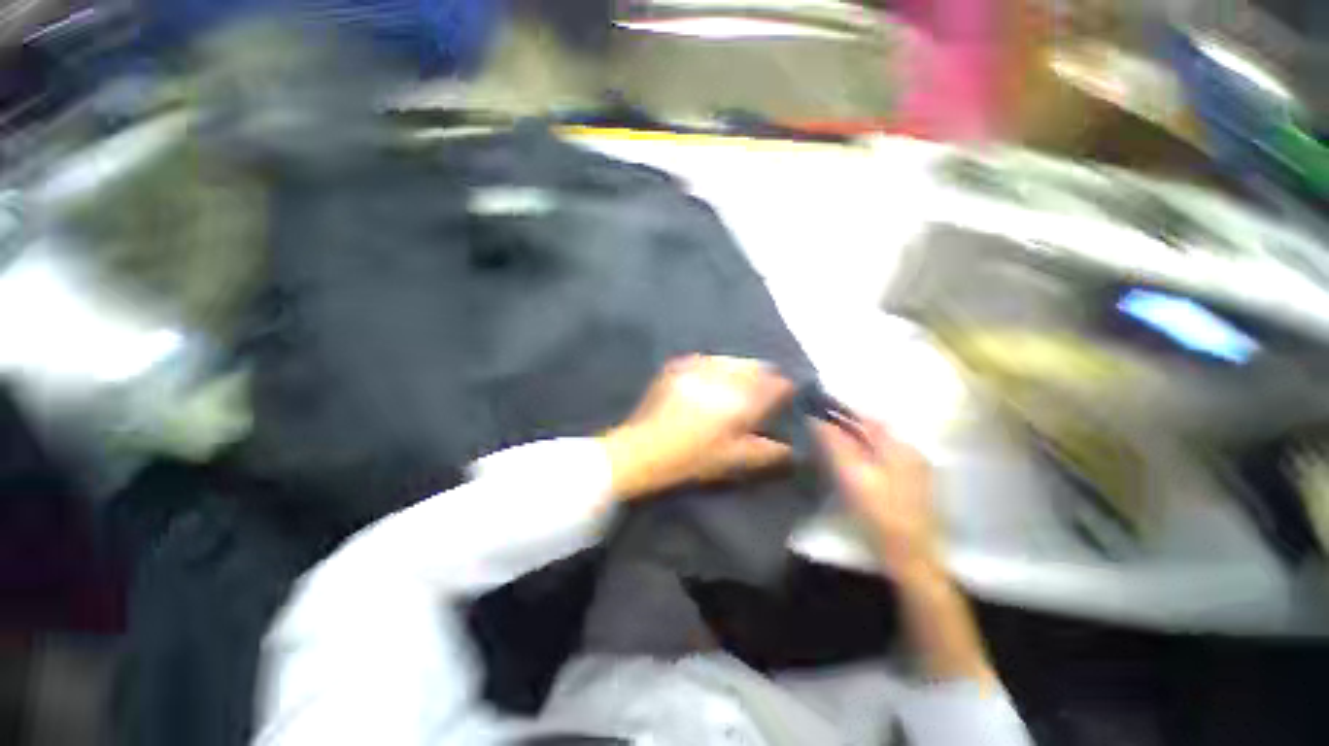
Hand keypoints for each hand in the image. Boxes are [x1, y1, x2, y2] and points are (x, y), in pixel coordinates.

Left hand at [601, 355, 795, 499]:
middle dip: (764, 377)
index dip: (786, 390)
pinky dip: (717, 368)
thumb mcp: (735, 461)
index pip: (777, 383)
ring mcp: (697, 366)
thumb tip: (792, 446)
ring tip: (737, 387)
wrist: (642, 450)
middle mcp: (722, 375)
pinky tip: (712, 382)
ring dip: (741, 370)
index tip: (786, 398)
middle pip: (756, 366)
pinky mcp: (678, 366)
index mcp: (741, 398)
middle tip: (762, 393)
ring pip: (732, 360)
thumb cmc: (692, 459)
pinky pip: (708, 360)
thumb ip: (770, 452)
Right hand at [814, 419, 941, 581]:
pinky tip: (855, 463)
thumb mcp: (851, 475)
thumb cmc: (878, 513)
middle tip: (823, 427)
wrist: (910, 556)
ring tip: (834, 442)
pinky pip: (887, 458)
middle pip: (876, 430)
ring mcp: (916, 469)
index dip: (844, 412)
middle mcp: (911, 452)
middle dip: (850, 425)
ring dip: (858, 439)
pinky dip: (868, 453)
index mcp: (899, 447)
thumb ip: (835, 444)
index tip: (821, 410)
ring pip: (881, 444)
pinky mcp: (914, 484)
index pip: (868, 419)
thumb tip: (818, 420)